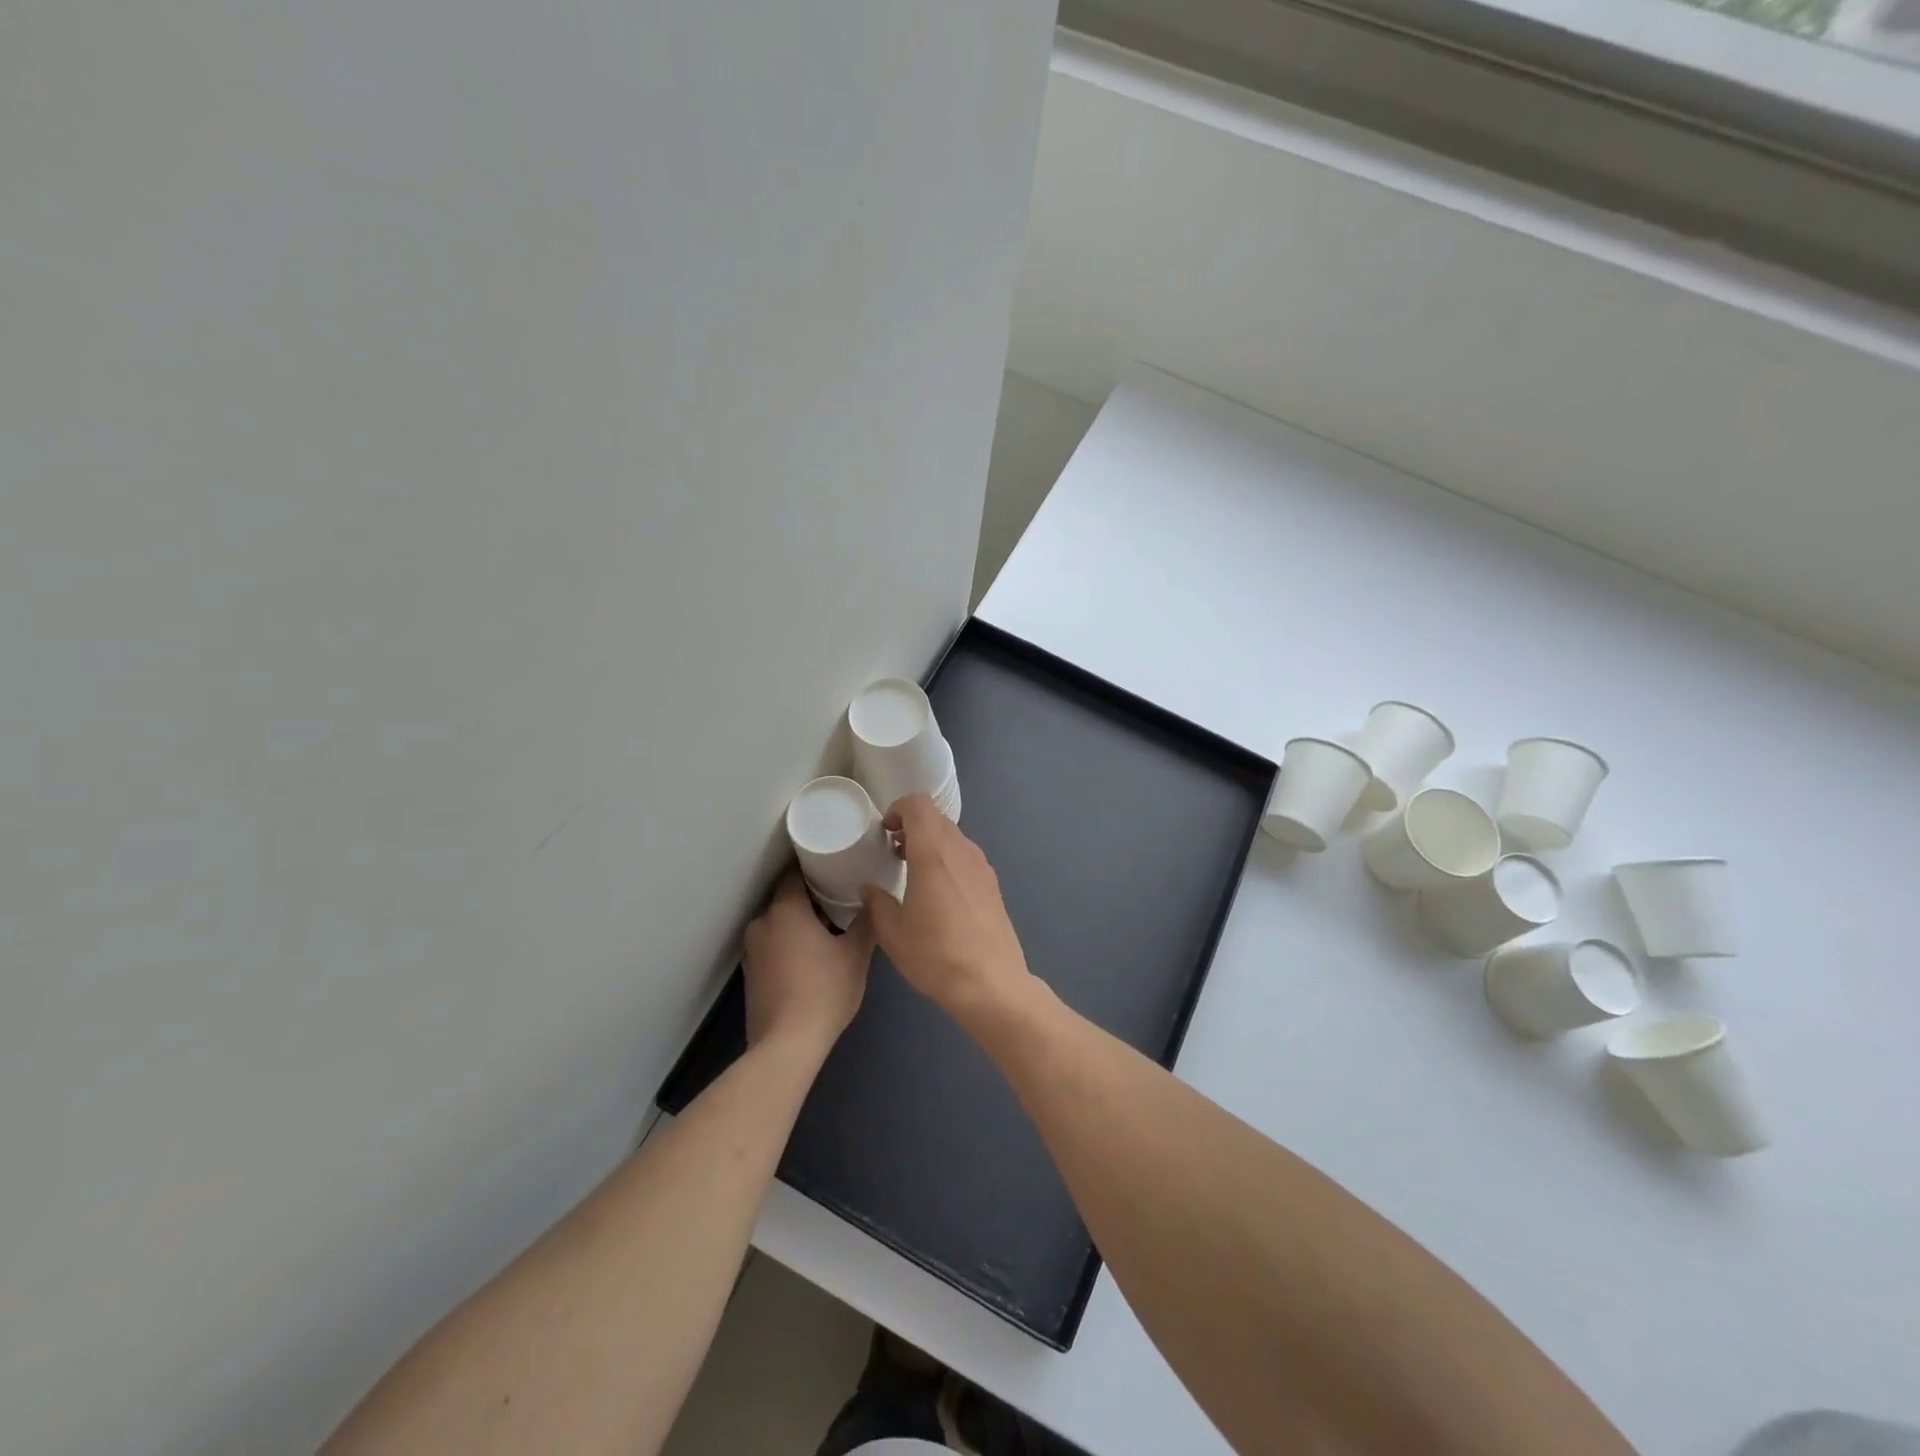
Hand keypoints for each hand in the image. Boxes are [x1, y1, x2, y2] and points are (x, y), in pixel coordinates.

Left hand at [742, 869, 873, 1051]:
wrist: (786, 1045)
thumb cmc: (824, 991)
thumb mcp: (856, 954)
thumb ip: (866, 921)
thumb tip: (872, 900)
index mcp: (785, 910)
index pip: (795, 873)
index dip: (815, 867)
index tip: (836, 866)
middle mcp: (762, 923)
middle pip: (786, 898)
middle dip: (811, 897)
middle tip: (841, 898)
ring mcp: (752, 950)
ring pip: (779, 923)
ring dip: (800, 923)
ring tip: (830, 928)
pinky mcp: (751, 974)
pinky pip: (773, 945)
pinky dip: (790, 944)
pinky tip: (811, 958)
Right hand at [858, 795, 1032, 1026]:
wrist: (991, 984)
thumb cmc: (936, 955)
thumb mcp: (892, 933)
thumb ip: (876, 902)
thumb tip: (869, 888)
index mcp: (933, 853)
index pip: (918, 804)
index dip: (898, 809)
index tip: (885, 833)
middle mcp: (961, 851)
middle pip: (936, 818)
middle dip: (912, 827)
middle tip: (894, 852)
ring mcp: (982, 866)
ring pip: (953, 836)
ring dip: (931, 843)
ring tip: (913, 873)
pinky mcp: (993, 883)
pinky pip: (966, 856)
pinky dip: (948, 859)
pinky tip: (939, 892)